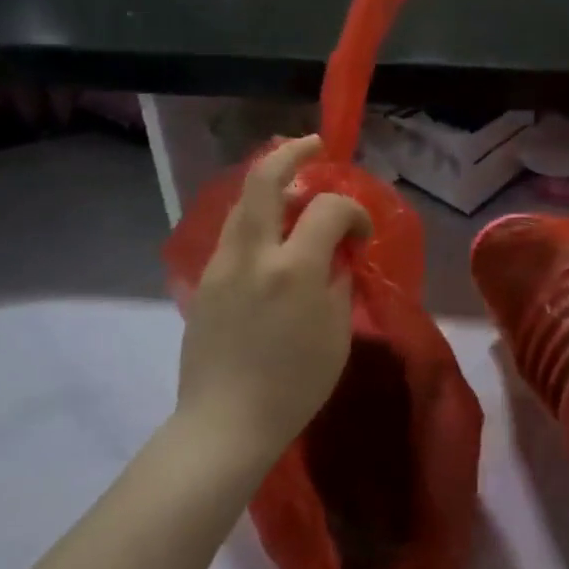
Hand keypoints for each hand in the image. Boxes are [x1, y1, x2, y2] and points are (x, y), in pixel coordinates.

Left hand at [177, 136, 369, 465]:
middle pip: (264, 179)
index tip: (361, 235)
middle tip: (314, 145)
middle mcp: (253, 253)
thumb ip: (338, 281)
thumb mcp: (336, 333)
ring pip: (243, 201)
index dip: (353, 211)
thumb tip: (335, 255)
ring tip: (294, 184)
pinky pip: (234, 231)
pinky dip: (256, 215)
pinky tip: (272, 231)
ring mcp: (222, 264)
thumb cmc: (295, 385)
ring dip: (270, 182)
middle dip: (292, 153)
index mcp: (293, 269)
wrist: (226, 422)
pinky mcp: (207, 280)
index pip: (329, 209)